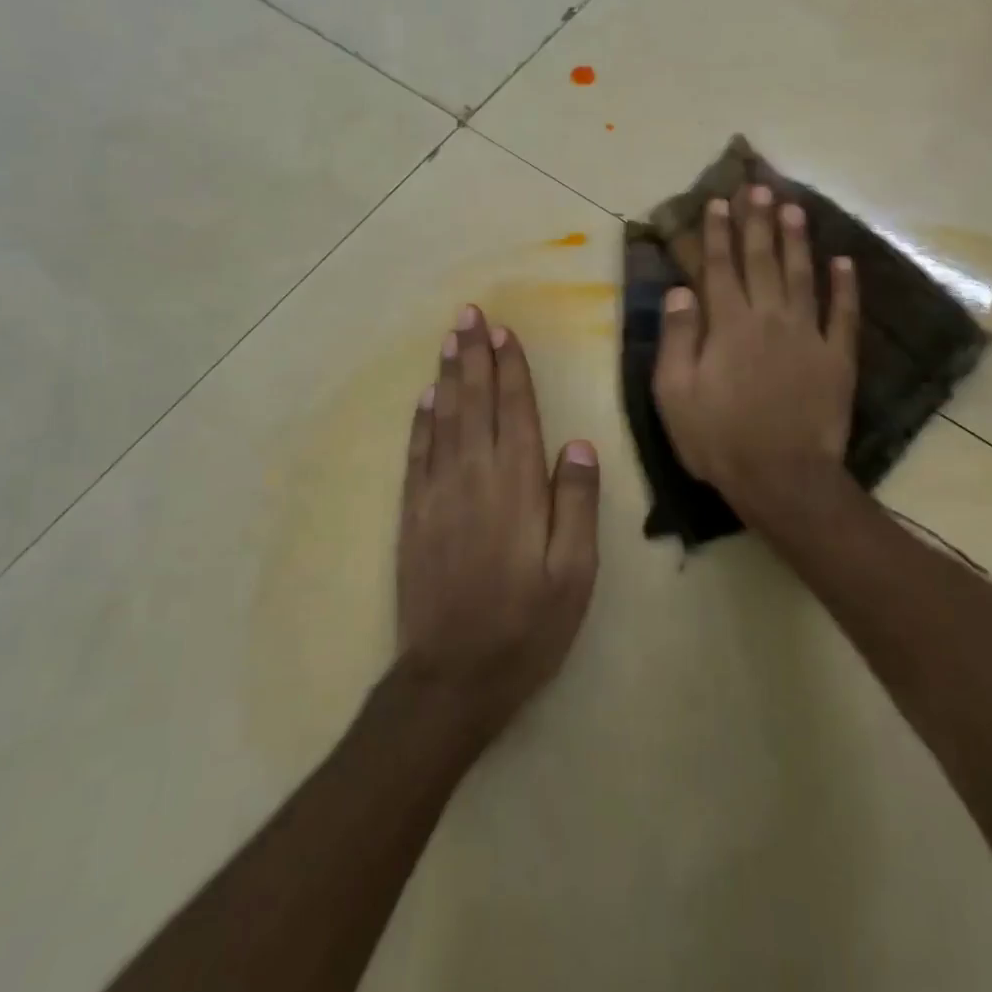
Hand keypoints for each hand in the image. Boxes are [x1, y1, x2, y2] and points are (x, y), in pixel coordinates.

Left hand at [395, 305, 599, 740]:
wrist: (453, 677)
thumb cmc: (527, 625)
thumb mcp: (574, 574)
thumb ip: (577, 505)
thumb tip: (579, 444)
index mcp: (517, 486)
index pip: (514, 412)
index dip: (510, 369)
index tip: (504, 332)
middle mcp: (474, 477)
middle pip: (475, 403)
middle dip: (474, 356)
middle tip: (468, 315)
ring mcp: (437, 494)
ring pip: (443, 419)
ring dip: (448, 376)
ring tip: (449, 340)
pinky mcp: (413, 515)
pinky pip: (417, 454)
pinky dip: (421, 421)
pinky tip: (425, 398)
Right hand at [652, 187, 859, 520]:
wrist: (782, 477)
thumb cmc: (718, 438)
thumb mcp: (675, 393)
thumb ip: (677, 337)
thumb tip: (680, 290)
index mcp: (728, 325)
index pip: (720, 267)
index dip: (718, 232)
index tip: (719, 202)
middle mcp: (769, 318)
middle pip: (763, 260)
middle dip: (758, 222)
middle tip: (759, 188)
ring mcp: (808, 336)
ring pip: (803, 276)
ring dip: (797, 240)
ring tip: (794, 207)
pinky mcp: (837, 358)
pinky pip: (844, 314)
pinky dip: (845, 286)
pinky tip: (844, 261)